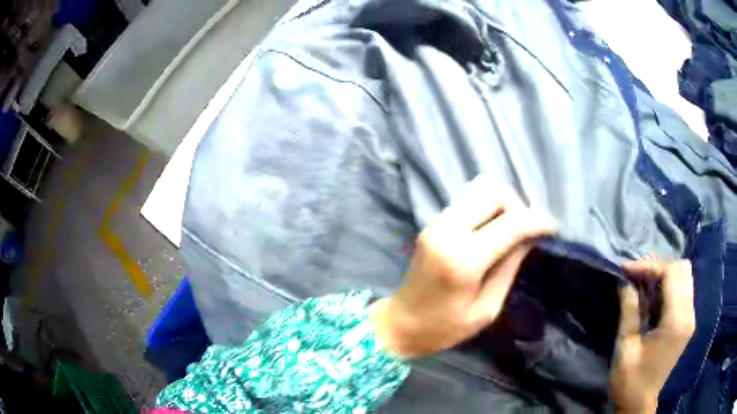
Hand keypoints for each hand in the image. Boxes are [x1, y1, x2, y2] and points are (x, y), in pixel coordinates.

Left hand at [370, 174, 556, 358]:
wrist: (399, 324)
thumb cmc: (443, 328)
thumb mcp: (486, 309)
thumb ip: (510, 268)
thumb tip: (529, 237)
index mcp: (463, 259)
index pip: (510, 223)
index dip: (537, 221)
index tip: (552, 229)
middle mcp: (447, 231)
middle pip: (492, 191)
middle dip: (518, 205)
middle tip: (527, 231)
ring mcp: (436, 223)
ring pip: (478, 188)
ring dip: (502, 203)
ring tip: (512, 230)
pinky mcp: (433, 223)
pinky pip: (467, 200)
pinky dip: (487, 207)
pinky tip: (494, 230)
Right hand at [609, 260, 695, 413]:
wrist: (638, 404)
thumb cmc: (630, 381)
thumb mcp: (625, 347)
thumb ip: (630, 310)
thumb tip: (625, 281)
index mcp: (676, 321)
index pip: (672, 273)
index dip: (649, 266)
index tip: (626, 270)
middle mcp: (689, 314)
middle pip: (682, 269)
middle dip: (657, 267)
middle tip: (635, 276)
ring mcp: (690, 317)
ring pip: (684, 276)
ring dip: (663, 274)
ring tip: (641, 284)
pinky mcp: (686, 322)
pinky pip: (682, 290)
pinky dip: (667, 286)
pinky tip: (651, 297)